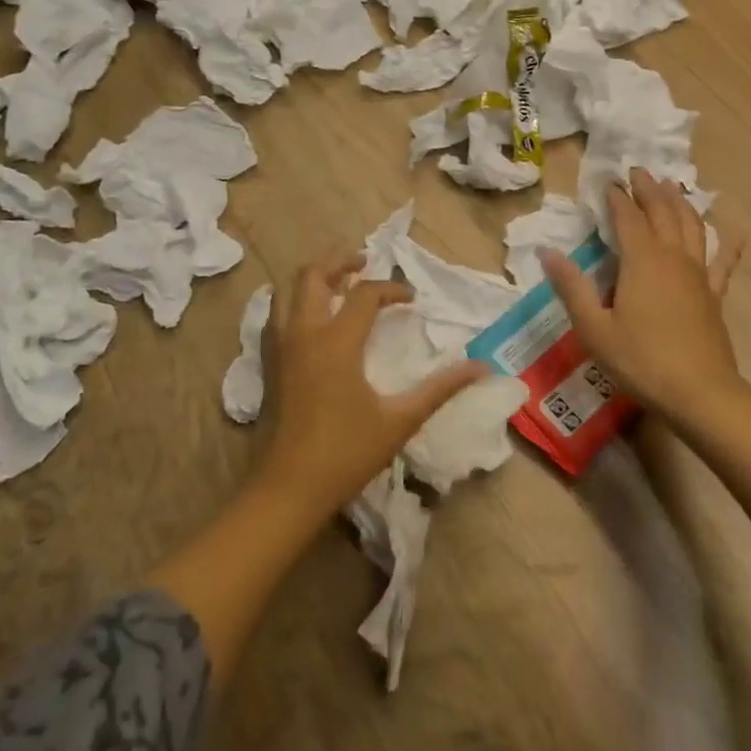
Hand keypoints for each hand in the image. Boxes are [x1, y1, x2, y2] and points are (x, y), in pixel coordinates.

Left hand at [257, 249, 485, 517]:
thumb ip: (441, 388)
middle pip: (313, 275)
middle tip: (364, 264)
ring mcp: (280, 348)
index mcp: (336, 342)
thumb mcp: (400, 420)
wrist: (288, 489)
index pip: (366, 294)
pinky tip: (314, 319)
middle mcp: (303, 334)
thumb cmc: (346, 453)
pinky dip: (295, 302)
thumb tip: (481, 367)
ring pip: (287, 290)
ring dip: (314, 279)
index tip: (412, 300)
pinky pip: (276, 315)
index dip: (393, 289)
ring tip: (340, 284)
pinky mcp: (268, 364)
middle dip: (339, 261)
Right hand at [540, 168, 745, 423]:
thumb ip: (571, 287)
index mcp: (642, 261)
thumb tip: (547, 251)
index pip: (627, 218)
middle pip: (663, 213)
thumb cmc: (641, 360)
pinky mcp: (714, 295)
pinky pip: (724, 263)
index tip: (608, 181)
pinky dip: (728, 245)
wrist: (700, 392)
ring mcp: (698, 275)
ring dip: (680, 203)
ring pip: (692, 227)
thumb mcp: (594, 328)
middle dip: (649, 189)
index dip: (617, 197)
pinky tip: (735, 234)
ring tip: (672, 187)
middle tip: (639, 171)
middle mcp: (673, 258)